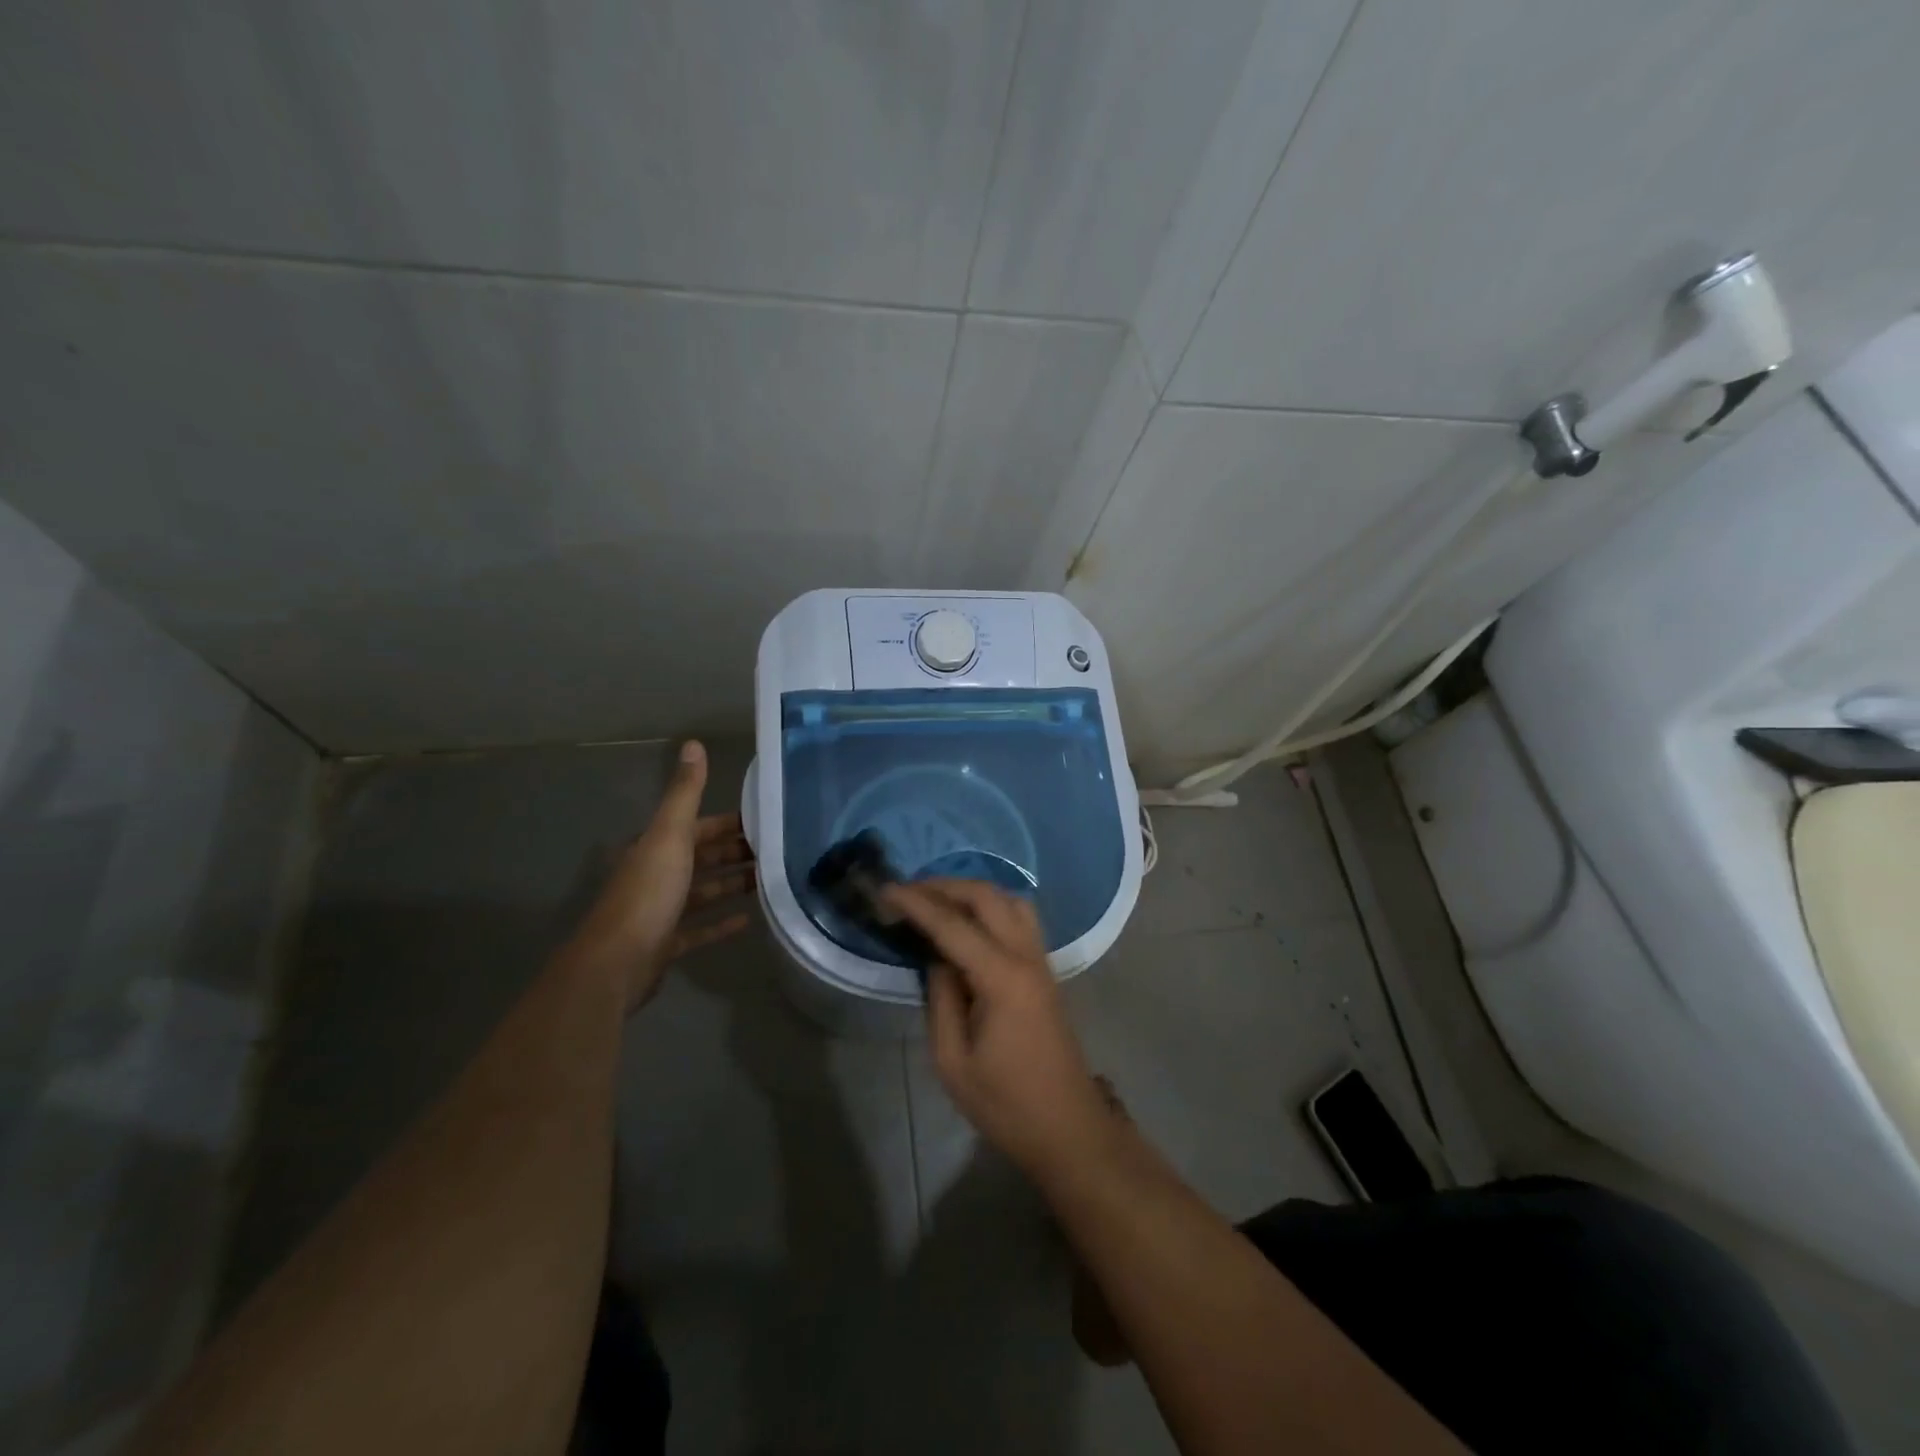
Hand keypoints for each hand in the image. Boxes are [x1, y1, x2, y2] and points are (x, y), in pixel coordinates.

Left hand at [564, 741, 755, 1009]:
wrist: (616, 964)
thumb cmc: (648, 894)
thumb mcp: (670, 836)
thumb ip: (685, 793)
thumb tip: (692, 743)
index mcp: (658, 847)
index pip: (699, 826)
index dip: (730, 822)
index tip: (767, 820)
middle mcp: (658, 874)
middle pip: (703, 857)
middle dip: (737, 852)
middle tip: (779, 850)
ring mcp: (662, 911)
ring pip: (704, 891)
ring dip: (733, 884)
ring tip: (771, 880)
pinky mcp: (667, 944)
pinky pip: (700, 929)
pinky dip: (721, 922)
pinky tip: (748, 920)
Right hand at [888, 879, 1111, 1176]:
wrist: (1067, 1127)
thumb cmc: (1005, 1104)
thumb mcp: (952, 1061)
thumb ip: (940, 999)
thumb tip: (937, 958)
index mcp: (1002, 978)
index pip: (953, 925)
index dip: (917, 903)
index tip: (886, 889)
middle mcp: (1026, 957)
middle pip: (987, 897)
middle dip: (944, 886)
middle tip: (907, 892)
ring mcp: (1041, 960)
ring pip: (1009, 900)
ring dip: (972, 891)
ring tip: (936, 901)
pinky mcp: (1045, 970)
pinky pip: (1020, 917)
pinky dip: (991, 905)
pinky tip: (969, 921)